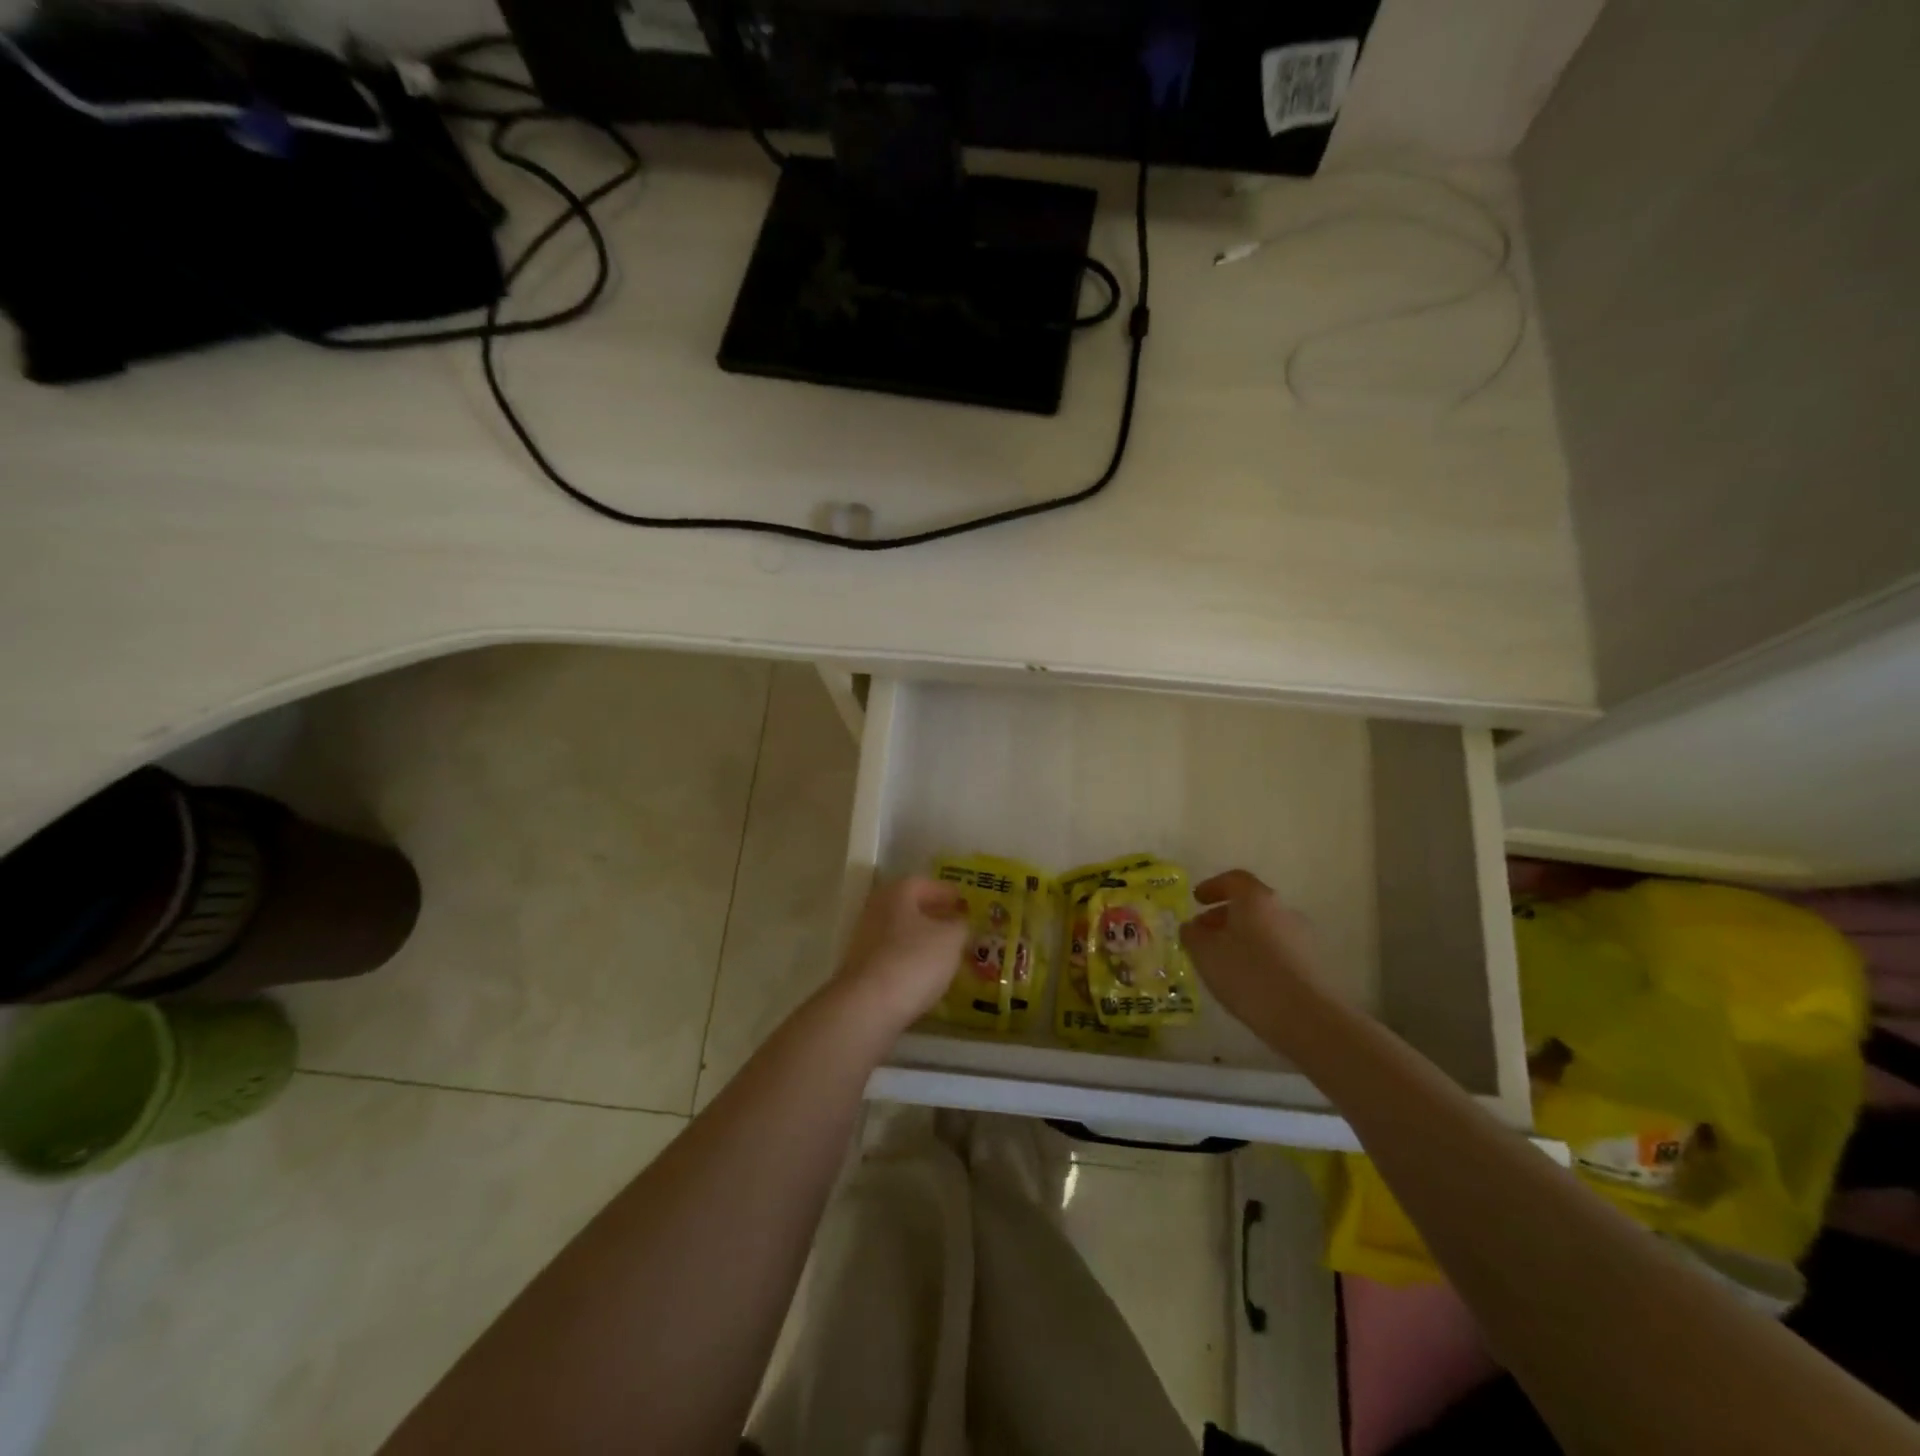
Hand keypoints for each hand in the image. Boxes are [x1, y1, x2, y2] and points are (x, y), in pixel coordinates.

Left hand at [833, 876, 968, 1032]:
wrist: (867, 1006)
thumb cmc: (914, 960)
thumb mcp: (950, 939)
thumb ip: (959, 926)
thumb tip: (959, 922)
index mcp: (897, 893)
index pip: (924, 883)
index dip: (945, 891)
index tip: (963, 902)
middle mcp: (876, 910)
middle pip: (908, 908)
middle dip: (932, 915)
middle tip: (956, 925)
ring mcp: (864, 941)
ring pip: (899, 933)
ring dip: (921, 939)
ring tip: (945, 952)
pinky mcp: (861, 970)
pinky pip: (892, 957)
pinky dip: (909, 960)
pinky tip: (925, 975)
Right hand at [1181, 869, 1325, 1036]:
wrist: (1306, 1017)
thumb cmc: (1247, 975)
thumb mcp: (1205, 953)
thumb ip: (1192, 934)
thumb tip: (1192, 927)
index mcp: (1255, 898)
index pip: (1233, 879)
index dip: (1212, 886)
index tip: (1196, 900)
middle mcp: (1282, 910)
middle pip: (1250, 904)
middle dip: (1224, 916)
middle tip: (1203, 933)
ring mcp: (1302, 937)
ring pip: (1264, 928)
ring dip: (1241, 937)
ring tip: (1222, 960)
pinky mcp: (1312, 964)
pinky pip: (1277, 949)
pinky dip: (1258, 955)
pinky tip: (1246, 978)